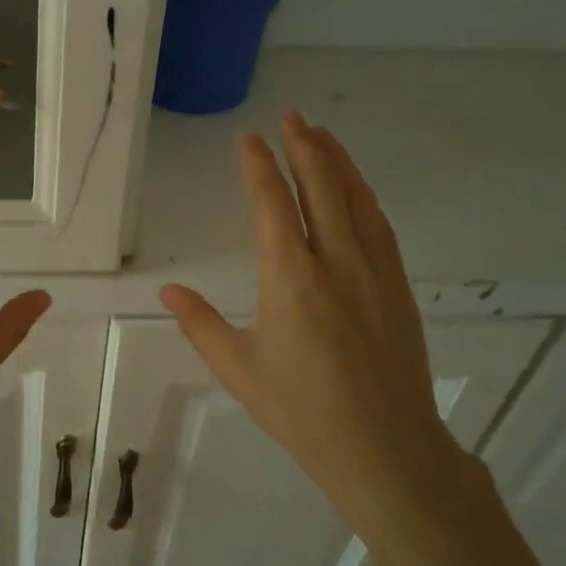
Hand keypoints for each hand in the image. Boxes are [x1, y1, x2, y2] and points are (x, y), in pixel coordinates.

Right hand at [160, 113, 464, 529]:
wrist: (386, 449)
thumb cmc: (302, 411)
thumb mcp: (239, 369)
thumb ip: (200, 323)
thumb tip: (168, 289)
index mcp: (290, 278)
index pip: (272, 203)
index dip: (259, 165)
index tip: (248, 139)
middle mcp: (335, 261)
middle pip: (320, 185)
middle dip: (304, 145)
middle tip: (290, 116)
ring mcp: (374, 270)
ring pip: (355, 198)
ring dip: (337, 160)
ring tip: (321, 133)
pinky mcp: (397, 284)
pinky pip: (378, 223)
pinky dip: (362, 193)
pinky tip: (355, 187)